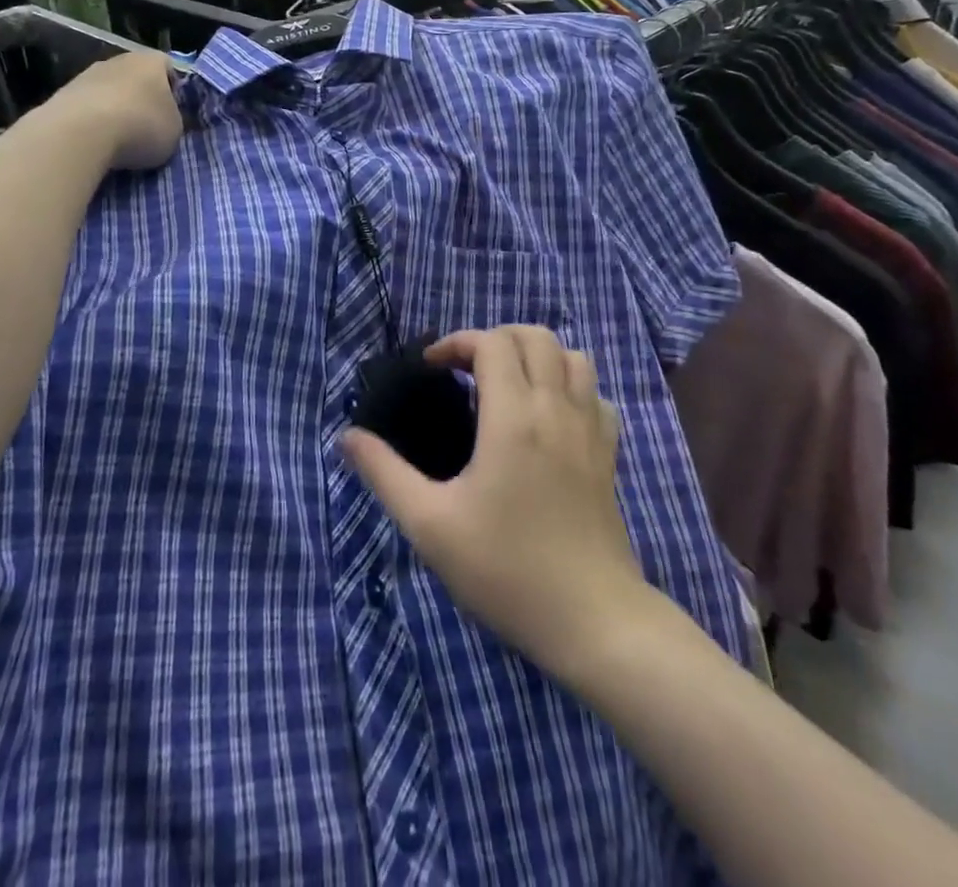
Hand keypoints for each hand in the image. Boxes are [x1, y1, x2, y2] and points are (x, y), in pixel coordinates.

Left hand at [52, 51, 183, 171]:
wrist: (81, 132)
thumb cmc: (141, 126)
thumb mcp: (175, 131)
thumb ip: (173, 120)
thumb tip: (164, 120)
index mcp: (152, 61)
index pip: (169, 68)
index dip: (173, 91)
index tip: (173, 114)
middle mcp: (120, 59)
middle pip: (136, 78)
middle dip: (141, 100)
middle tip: (147, 128)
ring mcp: (88, 74)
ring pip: (109, 91)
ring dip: (115, 110)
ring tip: (119, 141)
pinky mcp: (64, 94)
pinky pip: (87, 107)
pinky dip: (92, 122)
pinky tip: (96, 143)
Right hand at [341, 326, 654, 676]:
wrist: (592, 621)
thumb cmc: (506, 570)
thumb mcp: (430, 525)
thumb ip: (384, 473)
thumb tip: (348, 436)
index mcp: (513, 416)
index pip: (491, 344)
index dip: (457, 343)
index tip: (432, 369)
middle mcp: (556, 408)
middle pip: (534, 336)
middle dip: (495, 339)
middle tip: (466, 370)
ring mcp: (590, 429)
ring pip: (573, 357)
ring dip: (537, 355)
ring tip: (508, 383)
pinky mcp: (609, 454)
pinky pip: (596, 395)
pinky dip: (571, 386)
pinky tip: (550, 415)